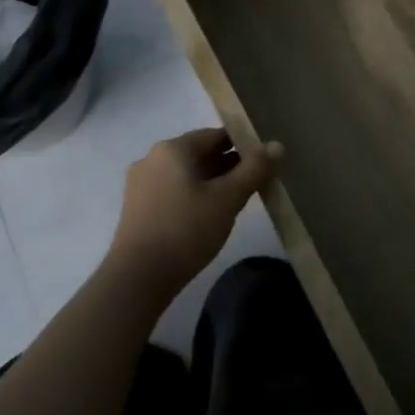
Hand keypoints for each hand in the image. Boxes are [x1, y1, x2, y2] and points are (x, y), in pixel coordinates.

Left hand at [109, 128, 280, 304]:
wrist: (137, 279)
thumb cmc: (186, 230)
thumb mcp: (228, 198)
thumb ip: (254, 169)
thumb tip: (278, 145)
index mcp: (173, 148)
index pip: (216, 135)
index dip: (243, 145)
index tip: (264, 162)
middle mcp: (152, 158)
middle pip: (200, 153)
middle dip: (228, 165)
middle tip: (255, 182)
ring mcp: (141, 184)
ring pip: (187, 174)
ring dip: (212, 182)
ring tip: (236, 200)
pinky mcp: (137, 208)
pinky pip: (173, 190)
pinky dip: (194, 195)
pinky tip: (209, 215)